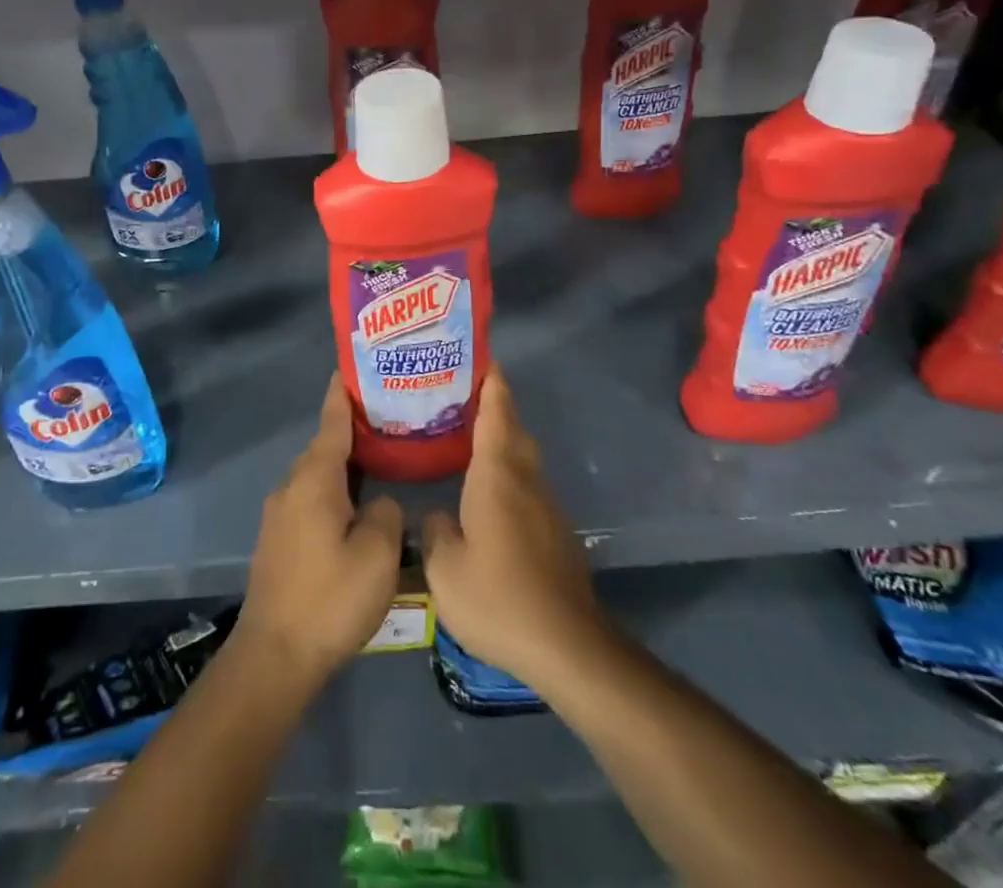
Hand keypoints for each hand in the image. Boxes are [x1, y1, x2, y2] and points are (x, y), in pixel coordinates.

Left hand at [234, 374, 403, 691]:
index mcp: (314, 479)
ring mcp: (281, 513)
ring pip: (319, 476)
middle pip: (326, 446)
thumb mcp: (378, 555)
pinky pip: (312, 498)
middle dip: (355, 430)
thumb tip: (380, 503)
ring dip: (347, 465)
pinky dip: (337, 491)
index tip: (354, 367)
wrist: (274, 655)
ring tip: (383, 459)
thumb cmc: (330, 599)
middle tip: (393, 419)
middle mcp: (292, 486)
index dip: (344, 393)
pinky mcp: (280, 539)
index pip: (332, 421)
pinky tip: (360, 507)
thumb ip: (387, 513)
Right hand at [422, 366, 604, 689]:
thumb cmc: (499, 597)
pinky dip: (508, 472)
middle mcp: (525, 480)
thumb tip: (439, 515)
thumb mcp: (445, 569)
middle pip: (513, 429)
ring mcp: (545, 507)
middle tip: (462, 393)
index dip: (490, 382)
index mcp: (497, 475)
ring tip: (469, 437)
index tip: (481, 357)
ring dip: (502, 439)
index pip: (496, 413)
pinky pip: (527, 486)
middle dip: (494, 405)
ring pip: (523, 458)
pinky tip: (488, 494)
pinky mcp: (555, 533)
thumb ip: (435, 532)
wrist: (567, 646)